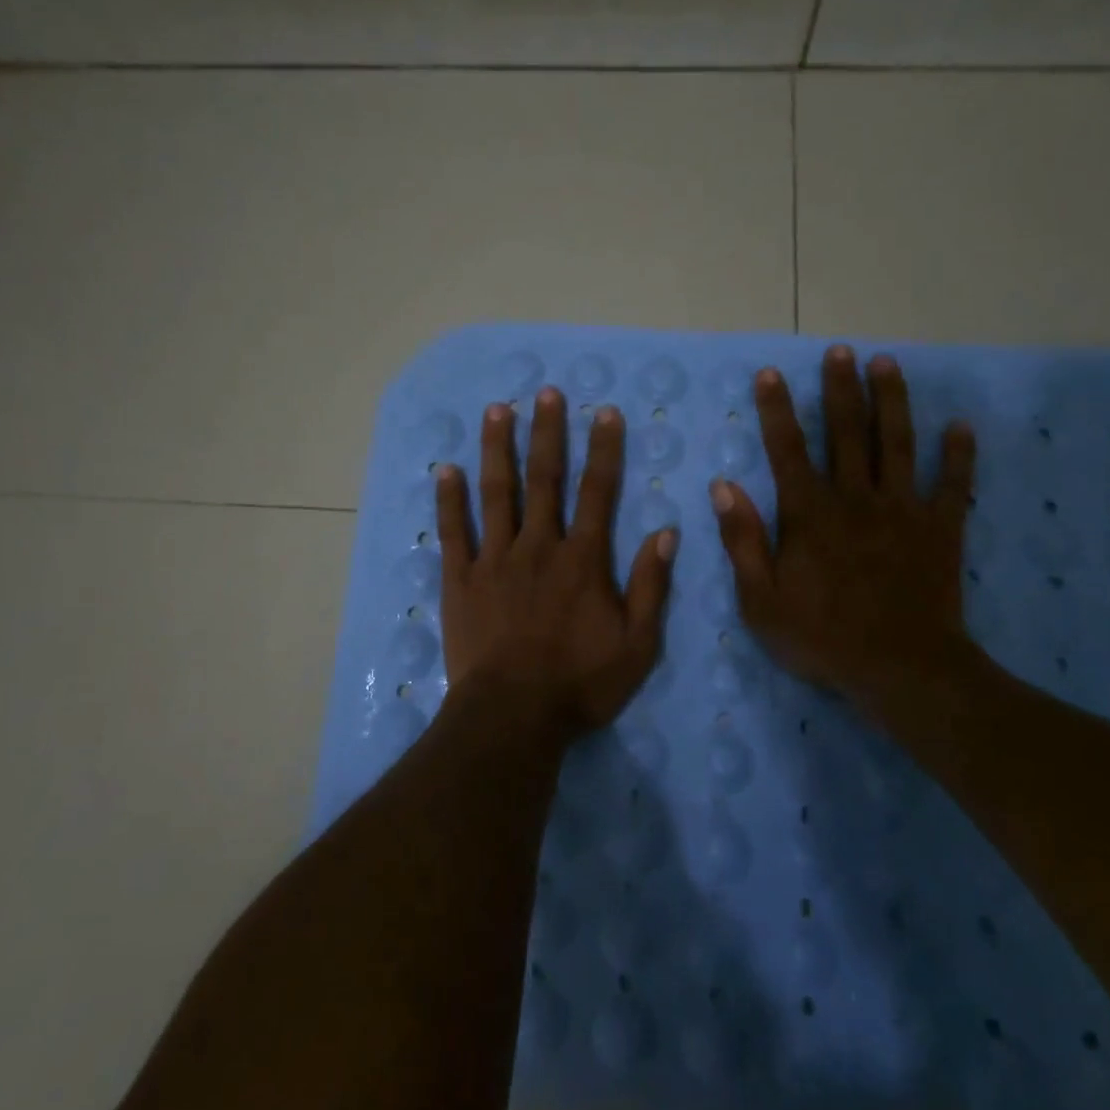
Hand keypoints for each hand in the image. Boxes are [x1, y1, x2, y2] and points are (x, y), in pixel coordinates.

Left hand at [436, 388, 676, 742]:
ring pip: (496, 493)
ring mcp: (495, 560)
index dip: (604, 450)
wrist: (514, 716)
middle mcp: (539, 546)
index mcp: (583, 560)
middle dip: (547, 433)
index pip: (598, 492)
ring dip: (497, 449)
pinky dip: (449, 500)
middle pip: (545, 479)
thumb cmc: (580, 684)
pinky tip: (444, 470)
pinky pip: (454, 532)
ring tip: (496, 410)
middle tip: (546, 393)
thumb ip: (651, 586)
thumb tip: (666, 532)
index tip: (605, 412)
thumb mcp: (638, 644)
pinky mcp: (461, 580)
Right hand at [711, 345, 979, 708]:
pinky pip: (953, 485)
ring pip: (898, 444)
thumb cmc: (822, 637)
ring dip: (892, 401)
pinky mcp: (941, 529)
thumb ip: (742, 540)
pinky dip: (959, 455)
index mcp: (809, 514)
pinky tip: (961, 426)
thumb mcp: (760, 600)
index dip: (777, 409)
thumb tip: (723, 486)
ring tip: (887, 364)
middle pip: (847, 432)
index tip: (771, 373)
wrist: (901, 670)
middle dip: (841, 388)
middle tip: (840, 350)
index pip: (788, 449)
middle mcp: (855, 498)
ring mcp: (902, 510)